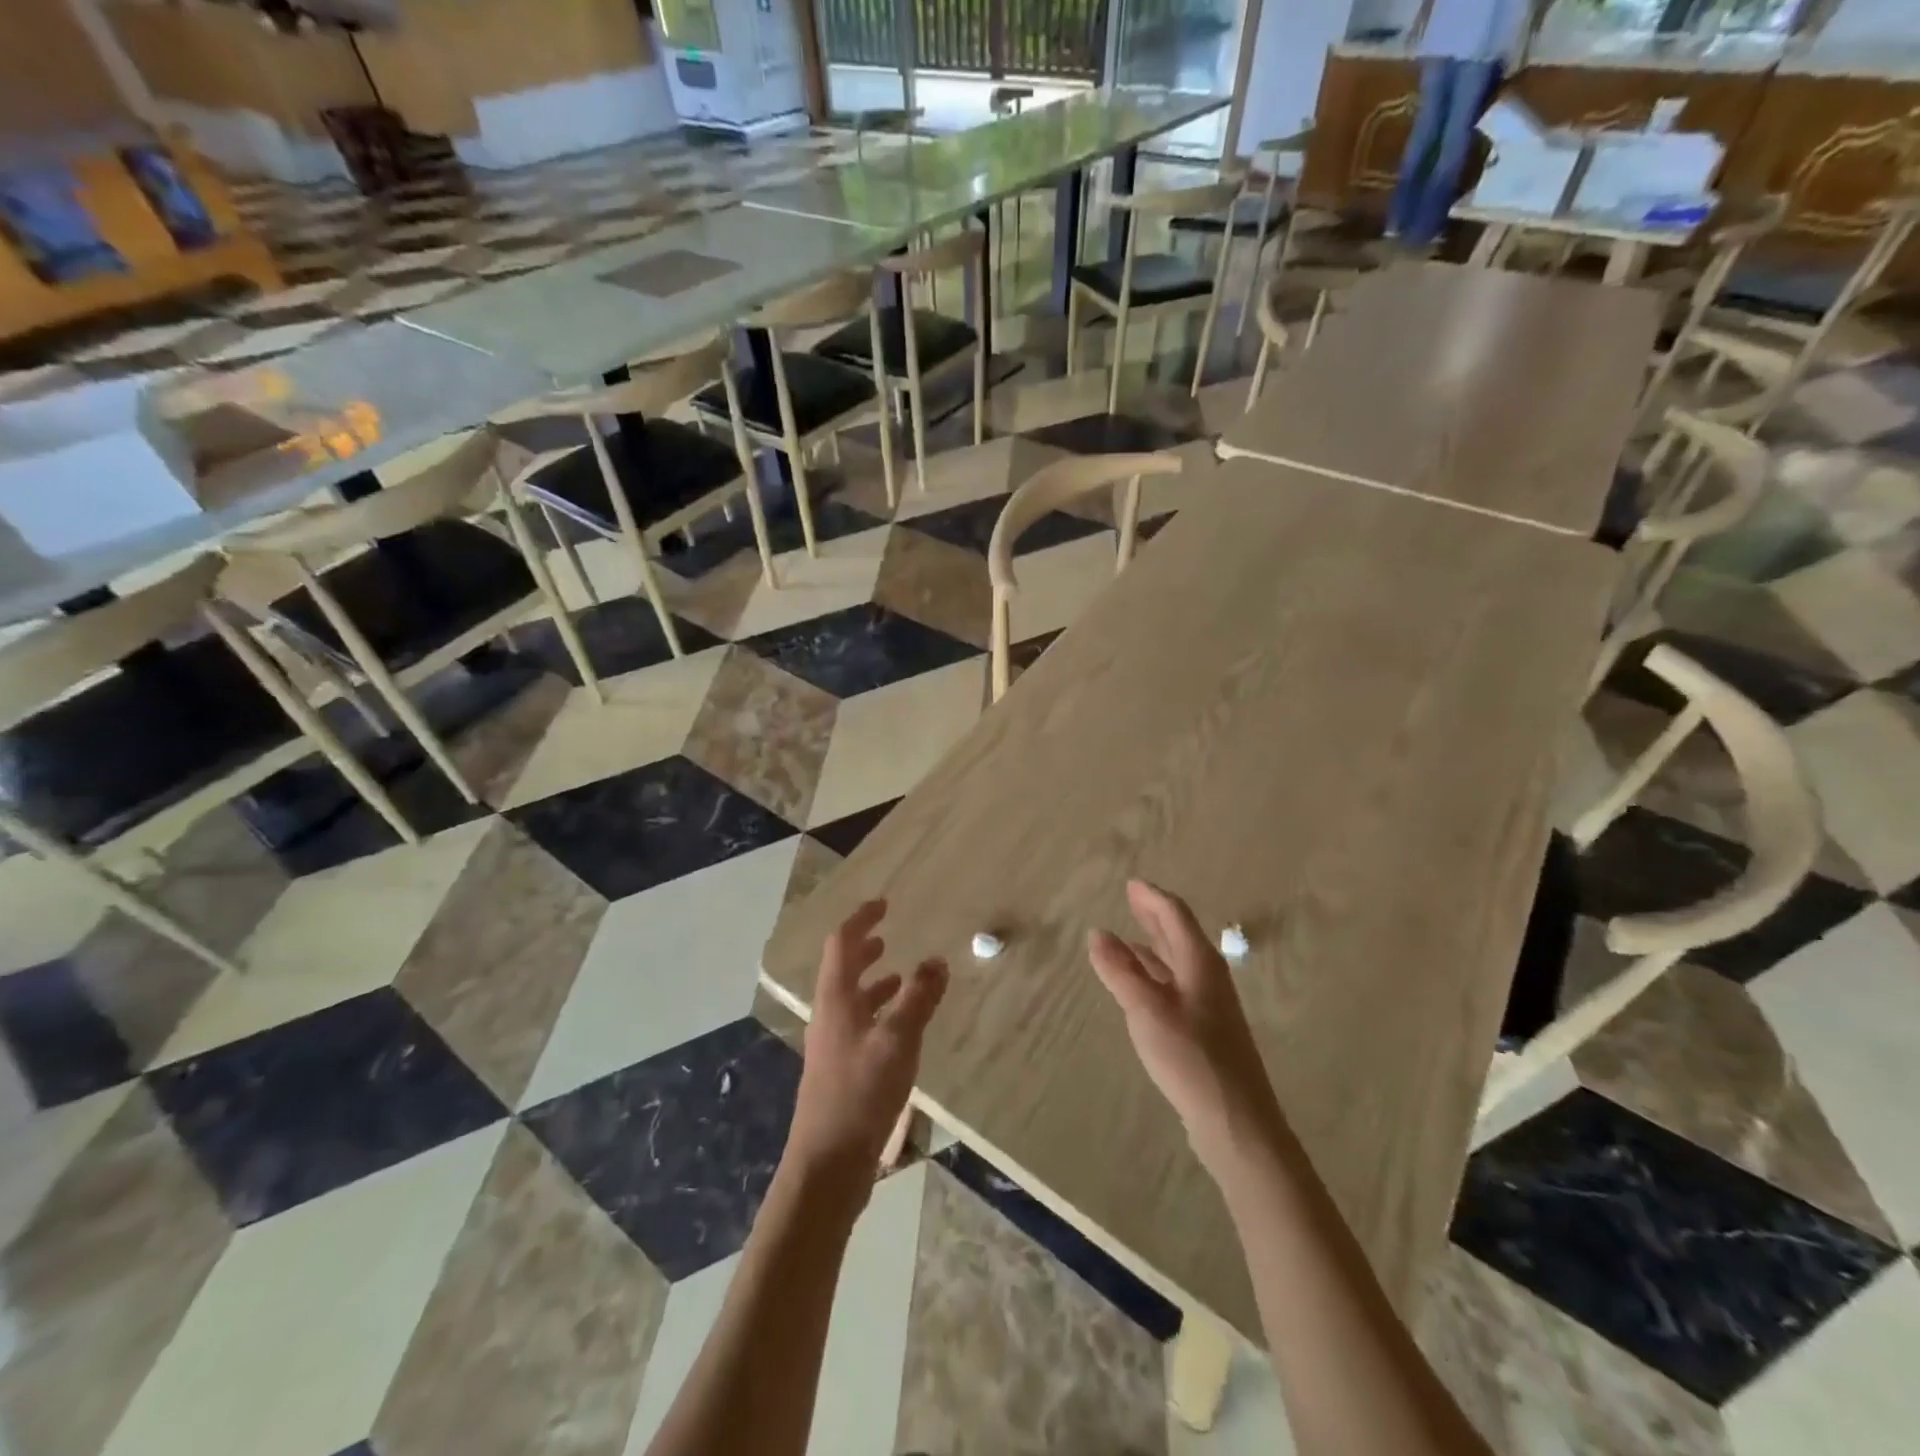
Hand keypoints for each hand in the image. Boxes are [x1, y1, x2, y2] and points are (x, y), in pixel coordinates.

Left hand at [786, 900, 948, 1184]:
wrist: (828, 1164)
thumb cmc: (860, 1093)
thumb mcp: (898, 1040)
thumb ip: (919, 998)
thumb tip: (937, 960)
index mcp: (836, 999)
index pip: (841, 943)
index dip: (860, 919)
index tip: (883, 903)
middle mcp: (829, 1016)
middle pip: (843, 969)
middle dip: (864, 948)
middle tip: (887, 936)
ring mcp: (833, 1045)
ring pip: (852, 999)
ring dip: (873, 982)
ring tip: (900, 976)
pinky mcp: (842, 1071)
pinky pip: (861, 1026)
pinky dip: (880, 1013)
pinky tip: (901, 1029)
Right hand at [1088, 880, 1287, 1176]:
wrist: (1236, 1120)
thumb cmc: (1190, 1057)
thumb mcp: (1146, 1009)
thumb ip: (1120, 970)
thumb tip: (1098, 933)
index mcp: (1199, 962)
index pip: (1175, 915)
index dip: (1151, 897)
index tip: (1131, 884)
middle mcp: (1208, 976)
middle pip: (1180, 935)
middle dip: (1155, 916)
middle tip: (1132, 900)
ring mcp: (1210, 1004)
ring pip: (1178, 962)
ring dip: (1155, 945)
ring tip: (1129, 937)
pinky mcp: (1206, 1029)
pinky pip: (1177, 985)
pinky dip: (1156, 974)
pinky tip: (1143, 985)